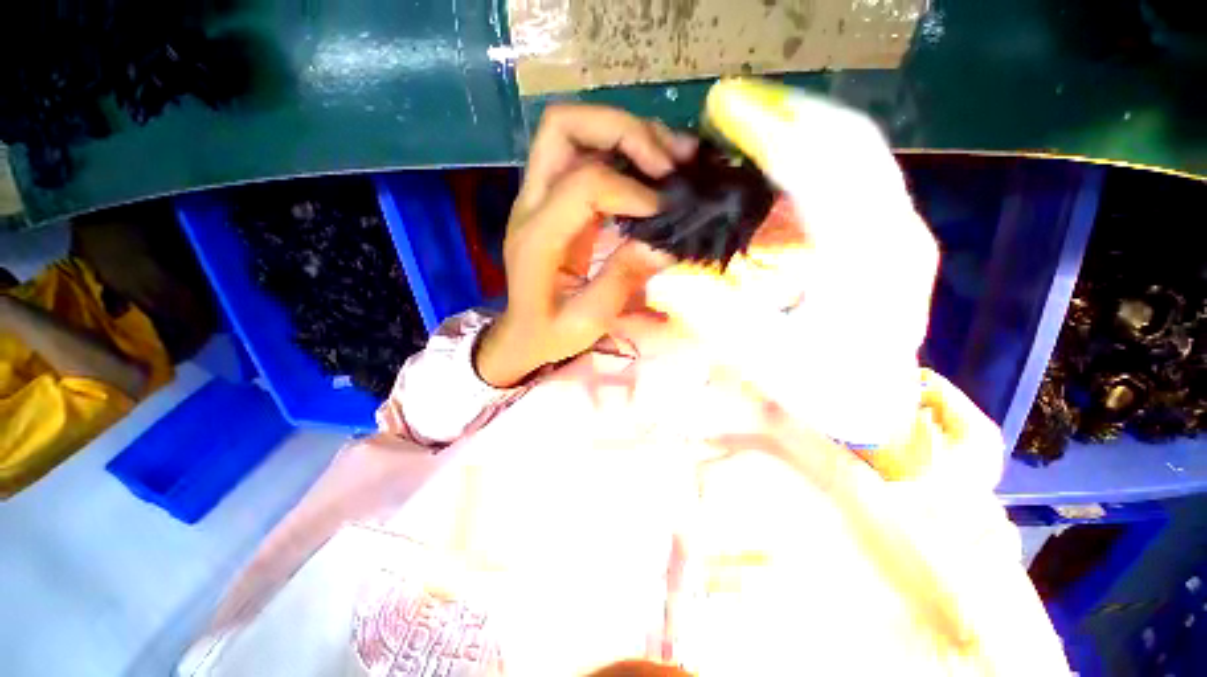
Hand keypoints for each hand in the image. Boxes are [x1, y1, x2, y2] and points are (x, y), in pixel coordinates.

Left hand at [474, 105, 695, 386]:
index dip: (632, 190)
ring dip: (629, 133)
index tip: (666, 211)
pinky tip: (659, 165)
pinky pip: (587, 152)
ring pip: (576, 130)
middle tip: (668, 164)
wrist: (522, 332)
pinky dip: (626, 149)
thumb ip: (620, 280)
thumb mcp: (586, 321)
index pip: (583, 184)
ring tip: (676, 156)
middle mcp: (531, 203)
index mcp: (536, 238)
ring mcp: (540, 195)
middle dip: (623, 131)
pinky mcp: (556, 198)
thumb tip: (664, 244)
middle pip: (564, 127)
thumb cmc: (549, 333)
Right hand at [646, 79, 938, 445]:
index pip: (823, 170)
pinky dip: (815, 155)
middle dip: (789, 113)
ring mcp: (897, 229)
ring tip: (750, 121)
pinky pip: (854, 175)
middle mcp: (895, 231)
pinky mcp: (887, 236)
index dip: (771, 132)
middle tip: (733, 104)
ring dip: (803, 127)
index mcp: (868, 258)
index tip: (725, 107)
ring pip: (856, 153)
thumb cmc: (827, 389)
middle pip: (849, 143)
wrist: (877, 405)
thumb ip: (715, 318)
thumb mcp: (767, 361)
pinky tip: (780, 159)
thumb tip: (661, 280)